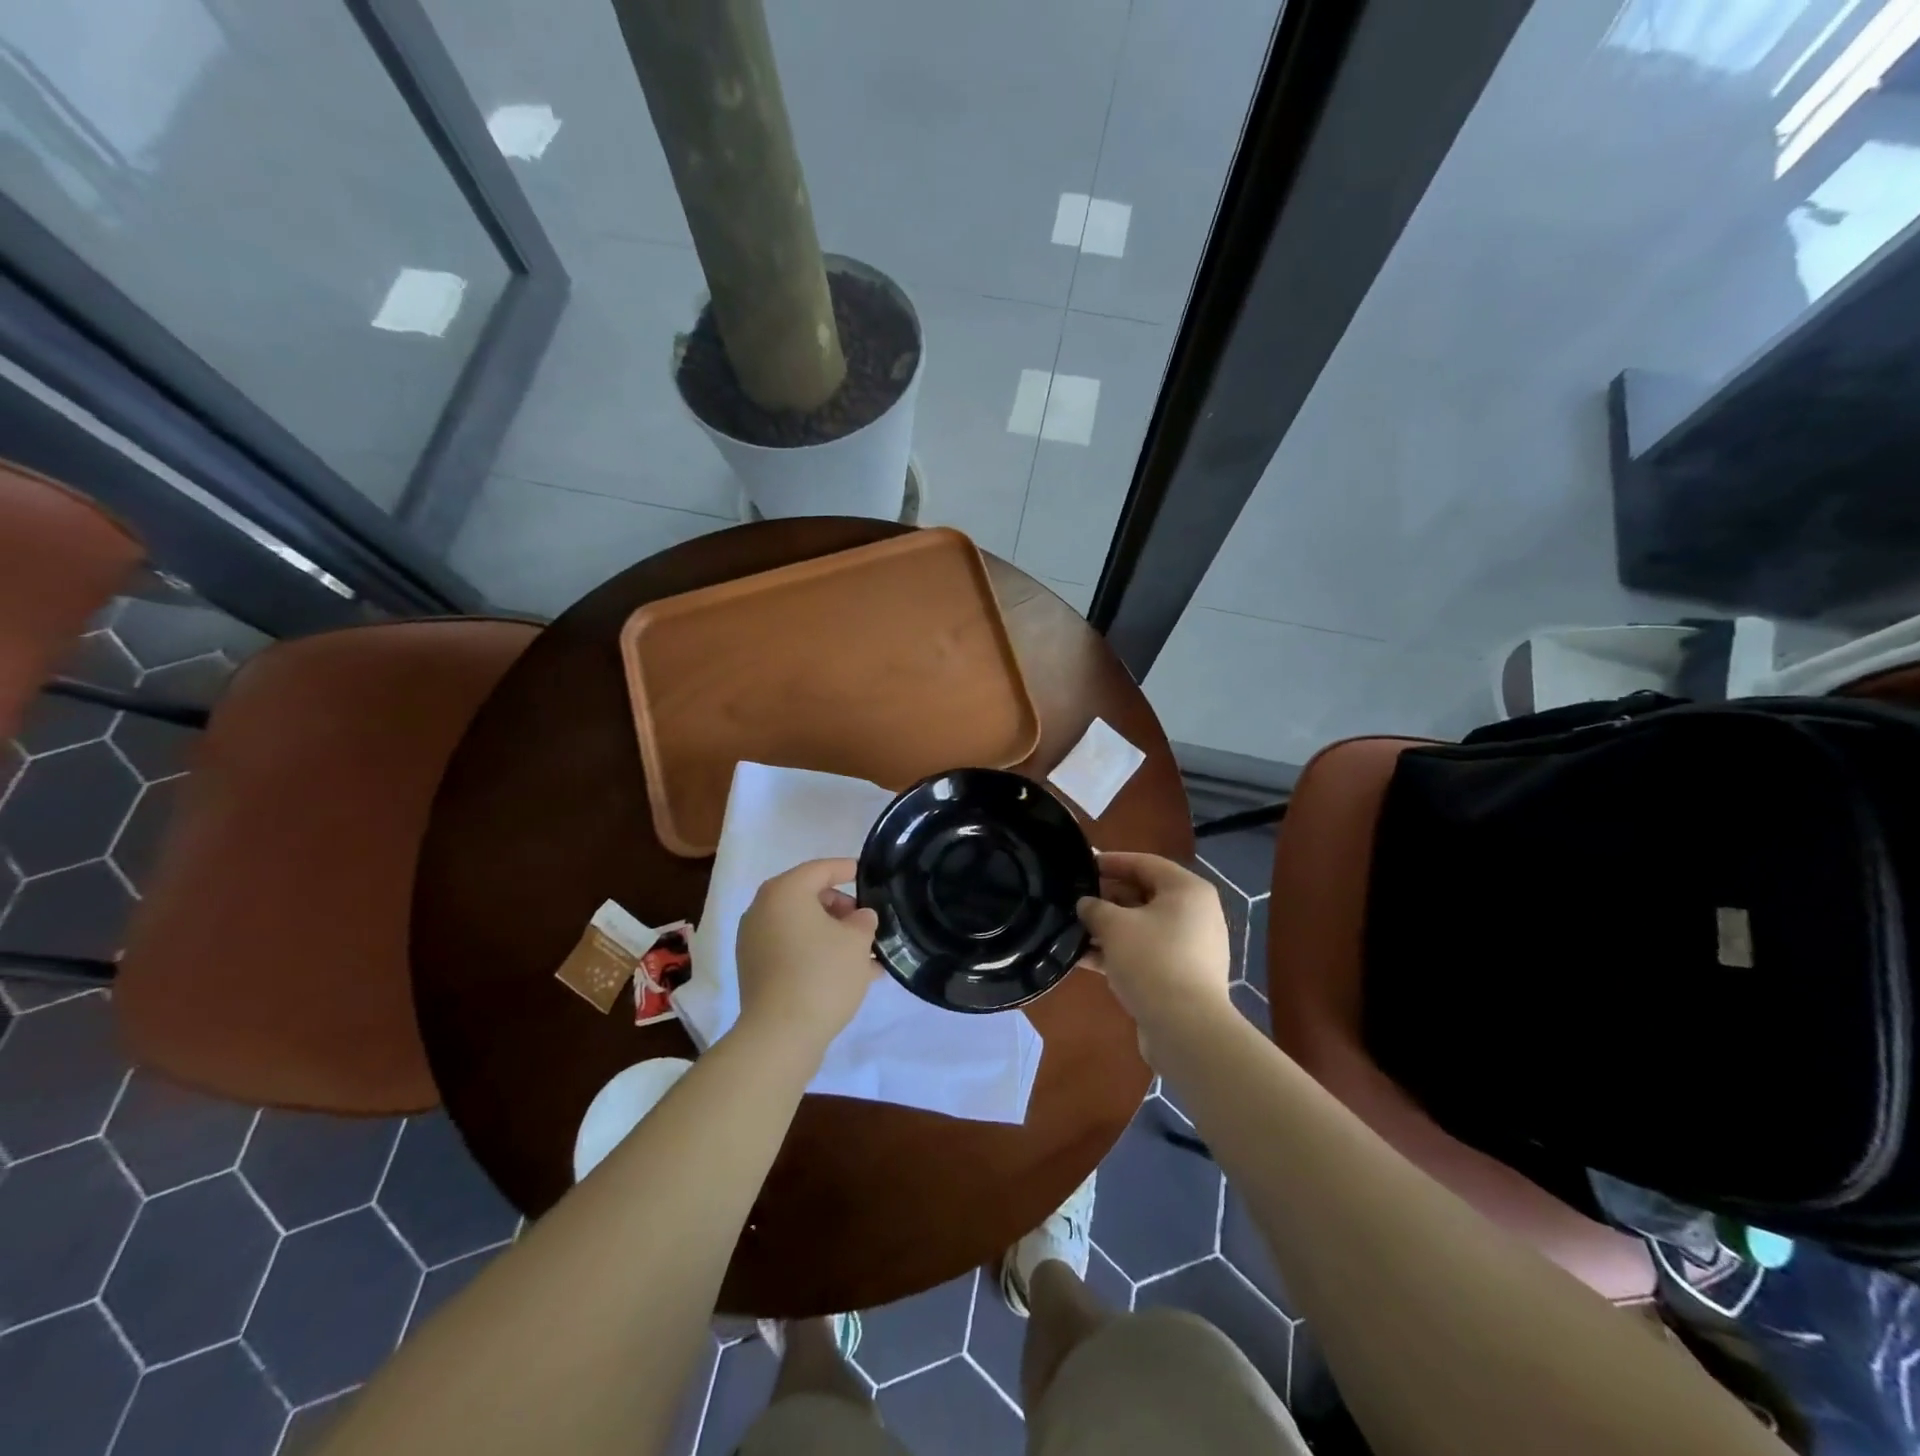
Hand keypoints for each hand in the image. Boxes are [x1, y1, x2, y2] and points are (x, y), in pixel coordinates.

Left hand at [735, 858, 879, 1058]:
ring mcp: (754, 941)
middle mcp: (763, 909)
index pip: (820, 869)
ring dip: (831, 933)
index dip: (847, 869)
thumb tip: (859, 917)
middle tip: (866, 921)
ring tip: (864, 951)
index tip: (867, 874)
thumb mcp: (857, 941)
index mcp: (784, 892)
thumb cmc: (822, 975)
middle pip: (807, 896)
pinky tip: (845, 972)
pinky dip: (815, 951)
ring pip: (801, 926)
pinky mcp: (755, 969)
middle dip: (840, 907)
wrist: (780, 1035)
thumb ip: (863, 920)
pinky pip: (791, 948)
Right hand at [1078, 852, 1232, 1054]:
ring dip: (1110, 928)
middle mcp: (1195, 913)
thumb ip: (1095, 908)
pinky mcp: (1183, 975)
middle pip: (1145, 895)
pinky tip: (1086, 959)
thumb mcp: (1114, 926)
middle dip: (1107, 898)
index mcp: (1187, 890)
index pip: (1145, 863)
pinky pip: (1147, 952)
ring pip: (1143, 927)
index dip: (1111, 862)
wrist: (1186, 1028)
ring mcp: (1192, 947)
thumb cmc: (1152, 960)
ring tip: (1074, 930)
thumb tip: (1086, 904)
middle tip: (1075, 901)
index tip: (1082, 865)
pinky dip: (1120, 952)